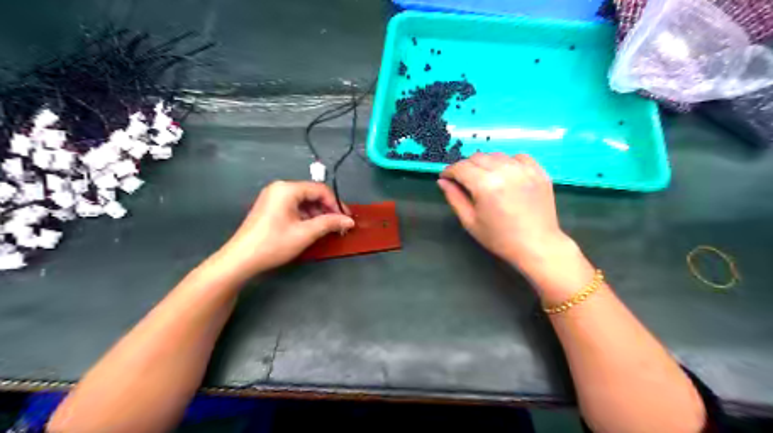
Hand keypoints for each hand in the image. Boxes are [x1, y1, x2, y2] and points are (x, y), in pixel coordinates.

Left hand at [213, 181, 352, 278]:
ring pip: (304, 201)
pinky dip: (306, 216)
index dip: (336, 204)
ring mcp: (273, 197)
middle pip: (312, 194)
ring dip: (318, 214)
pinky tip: (312, 229)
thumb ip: (329, 223)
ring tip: (327, 229)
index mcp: (287, 189)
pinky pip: (294, 207)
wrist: (240, 259)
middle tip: (339, 225)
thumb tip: (349, 221)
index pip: (320, 190)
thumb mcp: (305, 233)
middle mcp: (280, 188)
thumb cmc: (274, 244)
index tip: (346, 219)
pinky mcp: (270, 208)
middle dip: (327, 209)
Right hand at [441, 154, 579, 278]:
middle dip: (465, 167)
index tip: (446, 178)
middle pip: (477, 157)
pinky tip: (506, 174)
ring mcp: (524, 169)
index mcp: (485, 185)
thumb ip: (454, 198)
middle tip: (464, 181)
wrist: (537, 246)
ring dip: (486, 163)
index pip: (461, 168)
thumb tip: (442, 181)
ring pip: (496, 155)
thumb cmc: (500, 238)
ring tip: (485, 178)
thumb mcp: (470, 221)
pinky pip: (518, 157)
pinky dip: (508, 162)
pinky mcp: (538, 171)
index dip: (449, 171)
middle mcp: (505, 171)